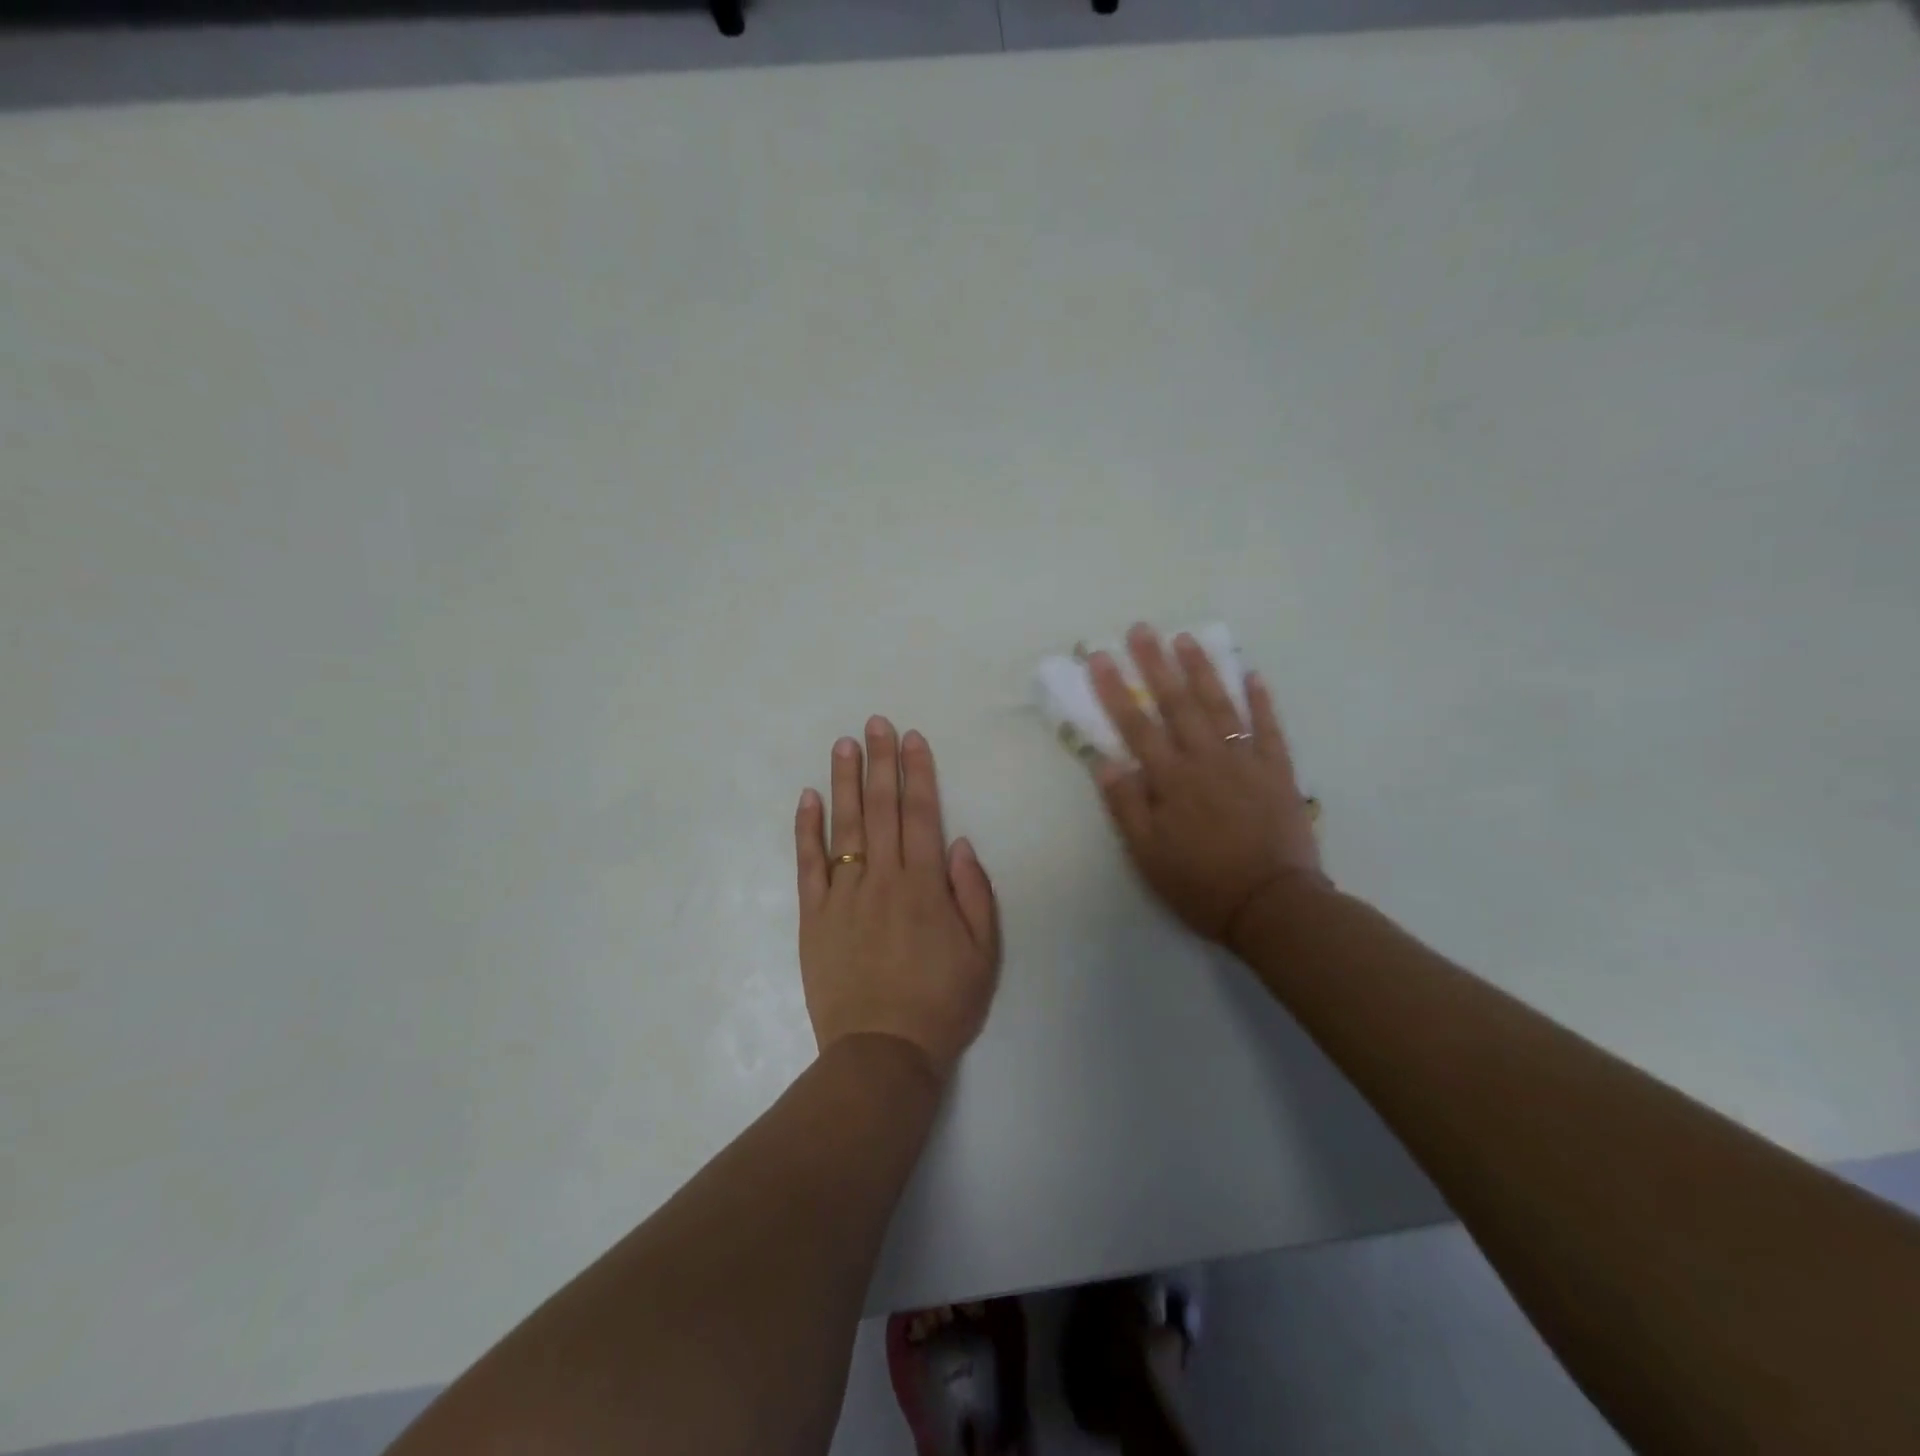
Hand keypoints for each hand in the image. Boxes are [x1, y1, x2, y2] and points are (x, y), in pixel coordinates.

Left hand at [795, 717, 1001, 1082]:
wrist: (883, 1053)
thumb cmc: (941, 1003)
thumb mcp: (983, 953)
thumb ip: (975, 894)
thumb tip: (959, 843)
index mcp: (926, 885)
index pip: (921, 814)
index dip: (917, 773)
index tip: (911, 738)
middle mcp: (884, 879)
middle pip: (881, 809)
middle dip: (880, 761)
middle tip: (875, 722)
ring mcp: (844, 895)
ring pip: (844, 827)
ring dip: (844, 782)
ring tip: (843, 744)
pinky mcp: (814, 917)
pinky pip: (809, 865)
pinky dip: (807, 830)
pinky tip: (808, 797)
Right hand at [1089, 625, 1326, 945]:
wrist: (1273, 906)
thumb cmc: (1201, 884)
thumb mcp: (1148, 855)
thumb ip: (1126, 806)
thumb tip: (1104, 761)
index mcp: (1171, 780)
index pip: (1136, 726)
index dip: (1114, 690)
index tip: (1098, 657)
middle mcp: (1206, 760)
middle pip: (1176, 703)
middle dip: (1155, 663)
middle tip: (1141, 629)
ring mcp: (1245, 761)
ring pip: (1220, 705)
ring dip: (1201, 669)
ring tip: (1185, 638)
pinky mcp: (1277, 771)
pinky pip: (1269, 727)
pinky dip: (1260, 699)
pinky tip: (1250, 673)